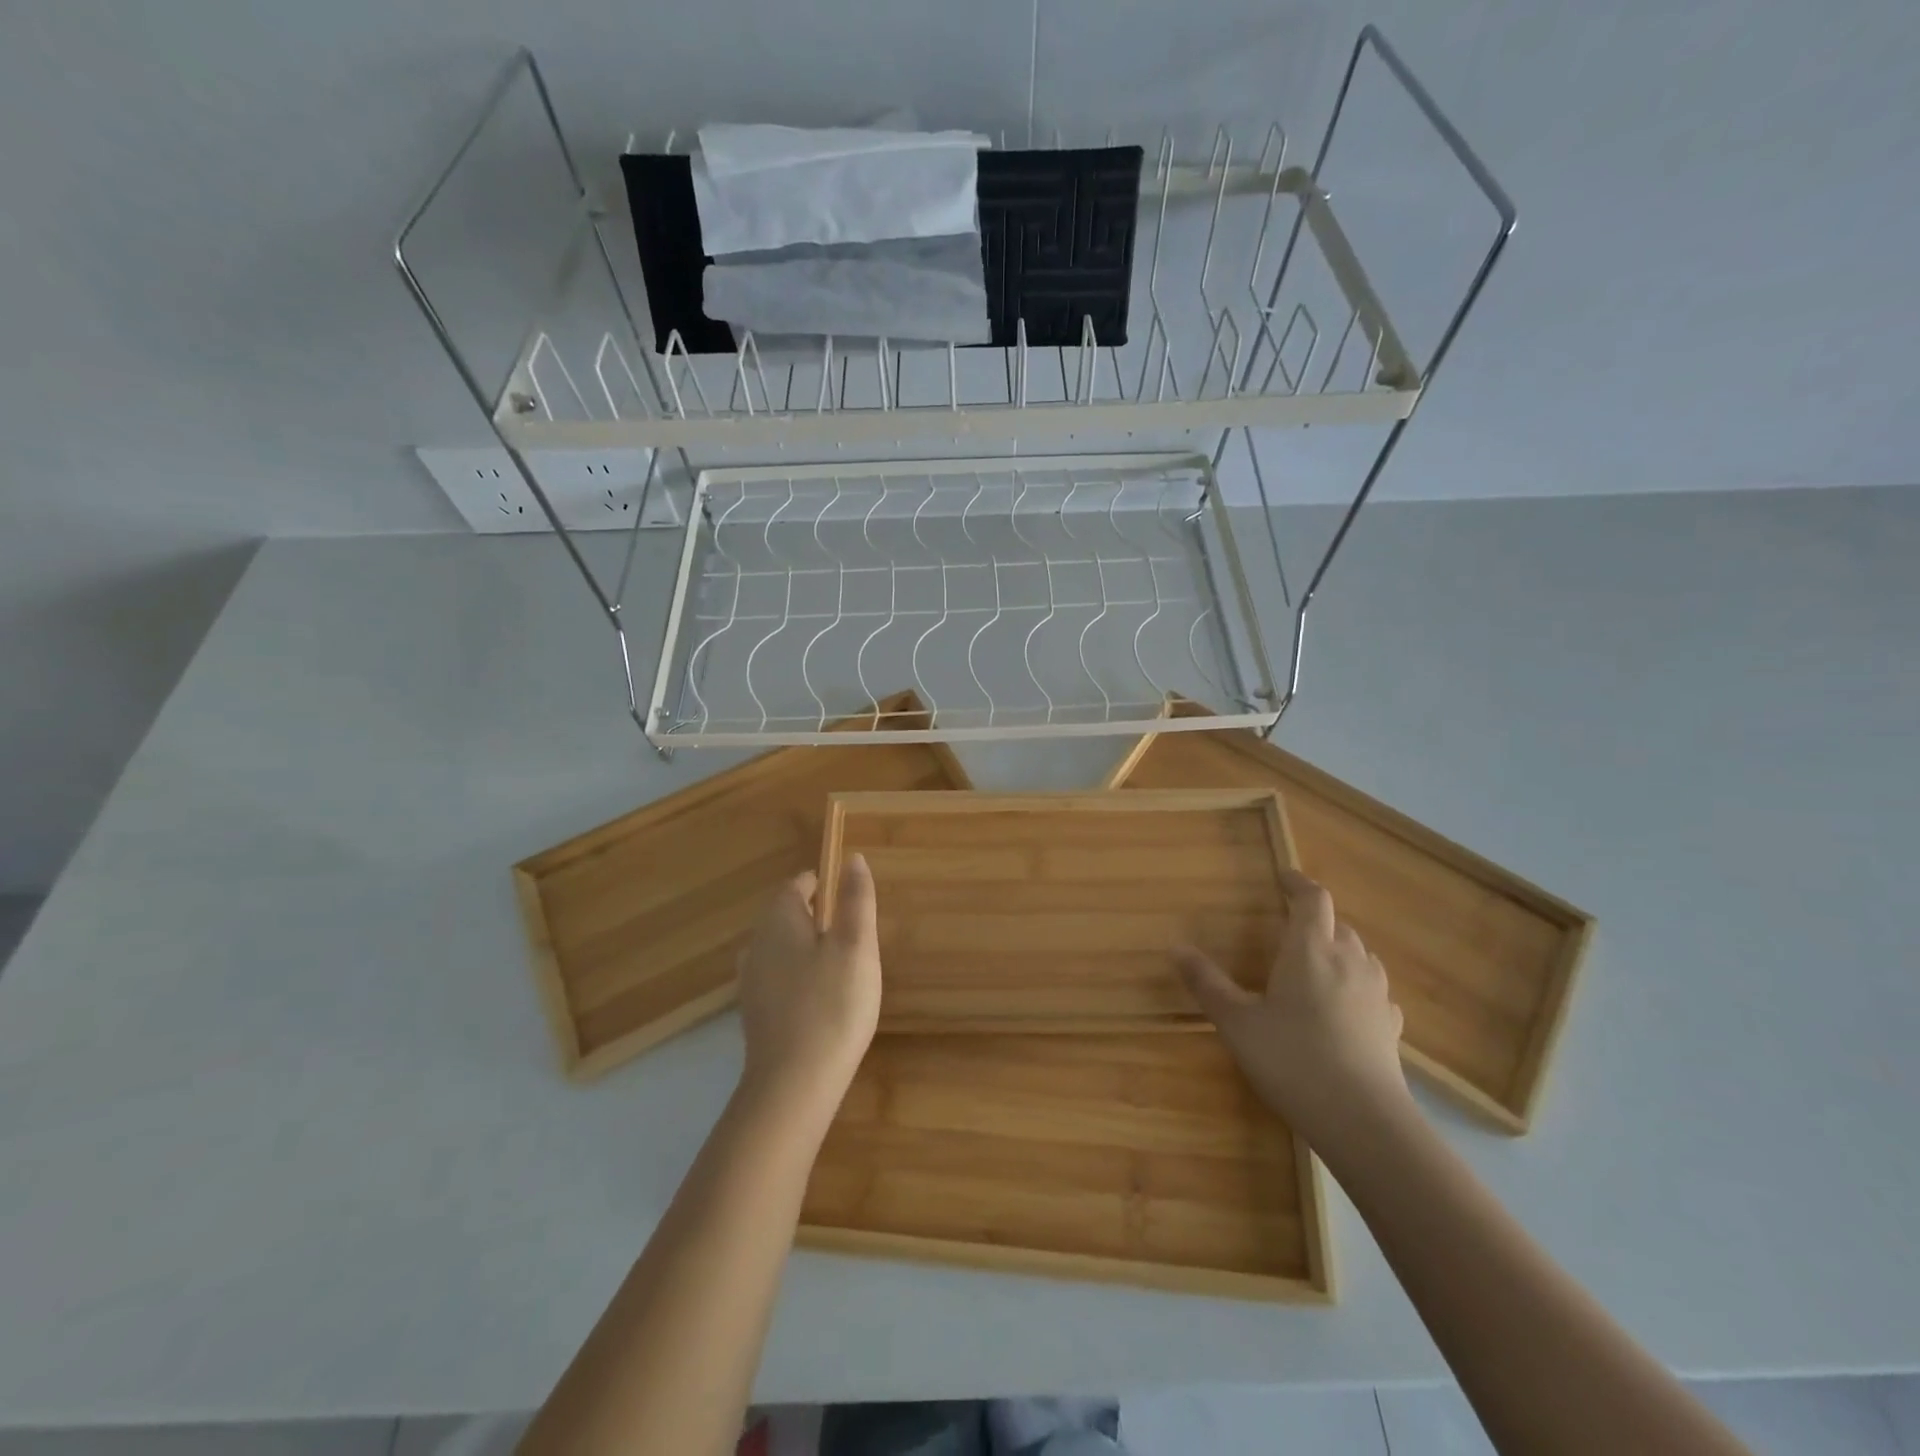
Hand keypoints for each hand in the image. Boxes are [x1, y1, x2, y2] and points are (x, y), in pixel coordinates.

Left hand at [735, 854, 881, 1120]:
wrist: (793, 1085)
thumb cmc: (832, 1005)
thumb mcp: (856, 946)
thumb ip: (856, 899)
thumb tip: (852, 858)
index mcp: (779, 920)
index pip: (797, 885)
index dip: (822, 884)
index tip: (848, 895)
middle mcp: (757, 944)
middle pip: (785, 915)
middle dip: (816, 916)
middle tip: (852, 931)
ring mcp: (751, 981)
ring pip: (780, 948)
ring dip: (807, 947)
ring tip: (841, 963)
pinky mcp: (755, 1013)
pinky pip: (778, 978)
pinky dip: (799, 977)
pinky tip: (821, 998)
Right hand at [1177, 869, 1410, 1148]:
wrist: (1363, 1121)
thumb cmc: (1292, 1059)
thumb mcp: (1237, 1022)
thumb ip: (1207, 983)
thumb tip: (1176, 947)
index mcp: (1310, 949)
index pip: (1312, 899)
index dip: (1298, 884)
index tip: (1283, 877)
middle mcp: (1349, 961)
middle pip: (1337, 925)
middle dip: (1315, 920)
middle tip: (1289, 928)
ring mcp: (1375, 994)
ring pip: (1360, 954)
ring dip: (1339, 949)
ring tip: (1315, 963)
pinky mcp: (1390, 1026)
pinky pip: (1374, 990)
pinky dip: (1357, 985)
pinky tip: (1346, 1006)